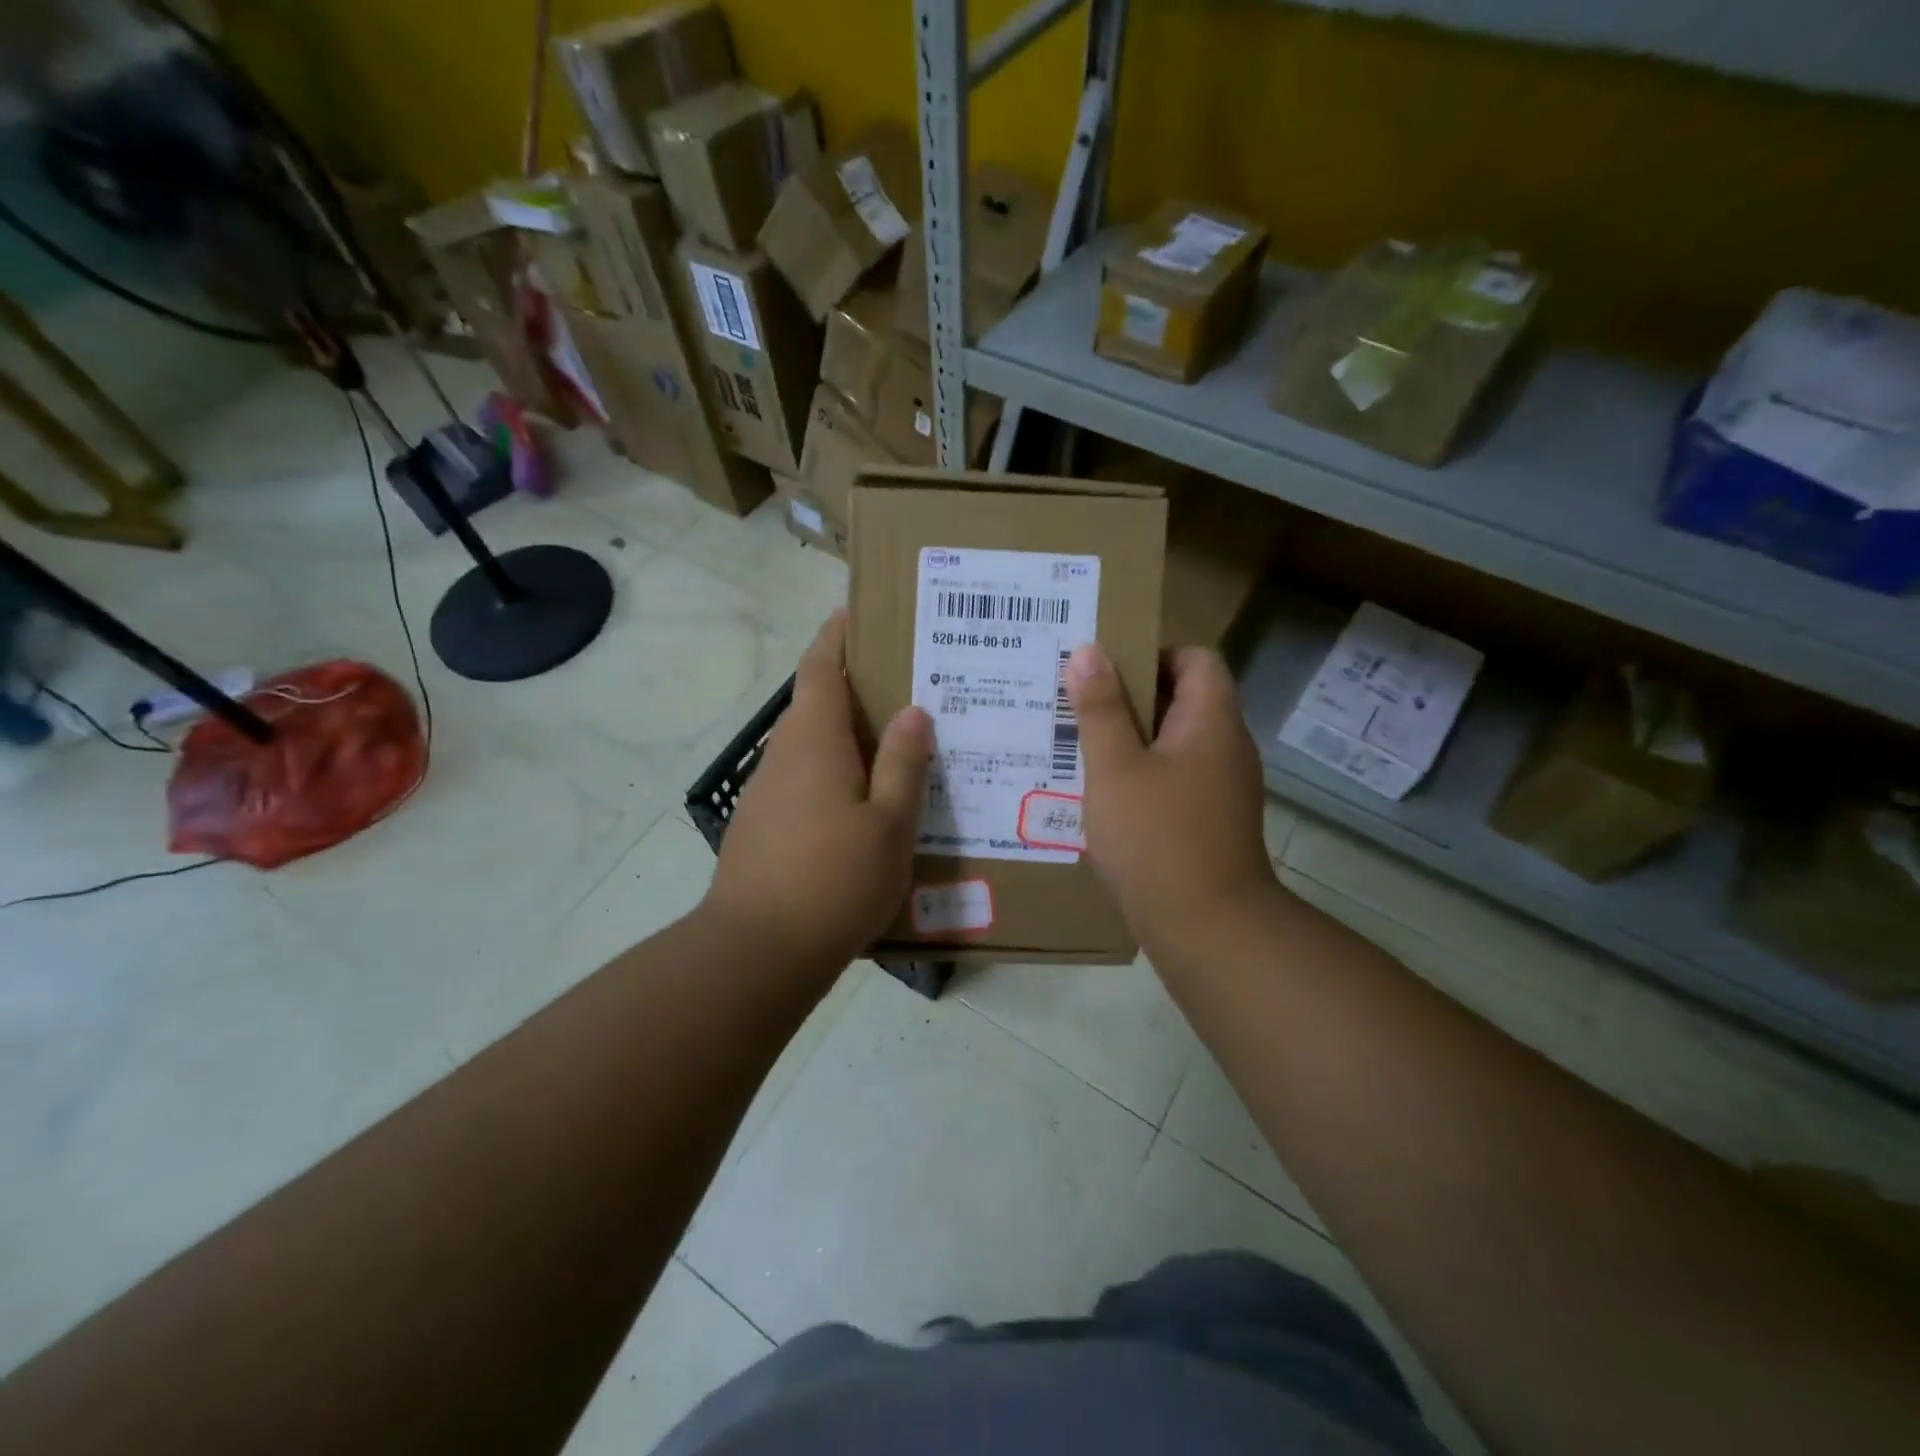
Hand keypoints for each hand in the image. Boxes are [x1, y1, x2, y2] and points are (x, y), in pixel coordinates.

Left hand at [704, 611, 931, 973]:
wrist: (756, 953)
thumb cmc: (833, 881)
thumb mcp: (889, 825)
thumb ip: (903, 764)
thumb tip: (913, 711)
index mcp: (813, 742)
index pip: (819, 667)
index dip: (835, 636)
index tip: (857, 613)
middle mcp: (782, 756)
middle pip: (814, 704)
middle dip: (853, 688)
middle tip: (906, 686)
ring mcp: (766, 793)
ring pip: (809, 746)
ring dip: (845, 736)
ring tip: (895, 745)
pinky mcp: (761, 826)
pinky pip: (803, 780)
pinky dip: (833, 773)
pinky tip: (864, 803)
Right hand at [1066, 643, 1279, 948]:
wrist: (1207, 928)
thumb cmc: (1157, 837)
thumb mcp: (1115, 767)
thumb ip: (1101, 707)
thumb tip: (1089, 651)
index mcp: (1212, 721)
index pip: (1196, 658)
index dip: (1152, 652)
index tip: (1105, 669)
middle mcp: (1226, 747)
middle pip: (1182, 698)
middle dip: (1129, 696)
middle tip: (1078, 702)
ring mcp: (1221, 787)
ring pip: (1173, 742)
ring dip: (1131, 738)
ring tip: (1079, 744)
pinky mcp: (1209, 821)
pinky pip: (1173, 778)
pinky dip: (1141, 774)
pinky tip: (1103, 792)